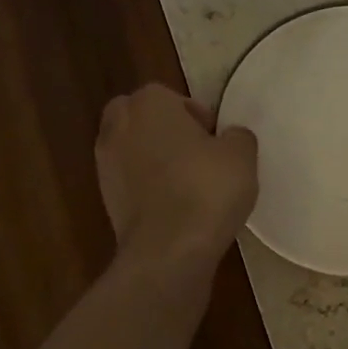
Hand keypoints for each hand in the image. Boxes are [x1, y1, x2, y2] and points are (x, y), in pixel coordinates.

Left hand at [96, 84, 257, 273]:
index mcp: (149, 103)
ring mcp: (105, 163)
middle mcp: (119, 125)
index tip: (217, 142)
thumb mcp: (242, 156)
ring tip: (187, 185)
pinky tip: (174, 207)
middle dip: (167, 132)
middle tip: (198, 156)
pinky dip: (147, 188)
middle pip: (144, 119)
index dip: (198, 118)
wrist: (168, 250)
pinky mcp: (105, 198)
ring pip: (134, 150)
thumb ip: (237, 137)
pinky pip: (131, 182)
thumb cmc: (206, 190)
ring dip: (155, 160)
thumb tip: (229, 138)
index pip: (173, 98)